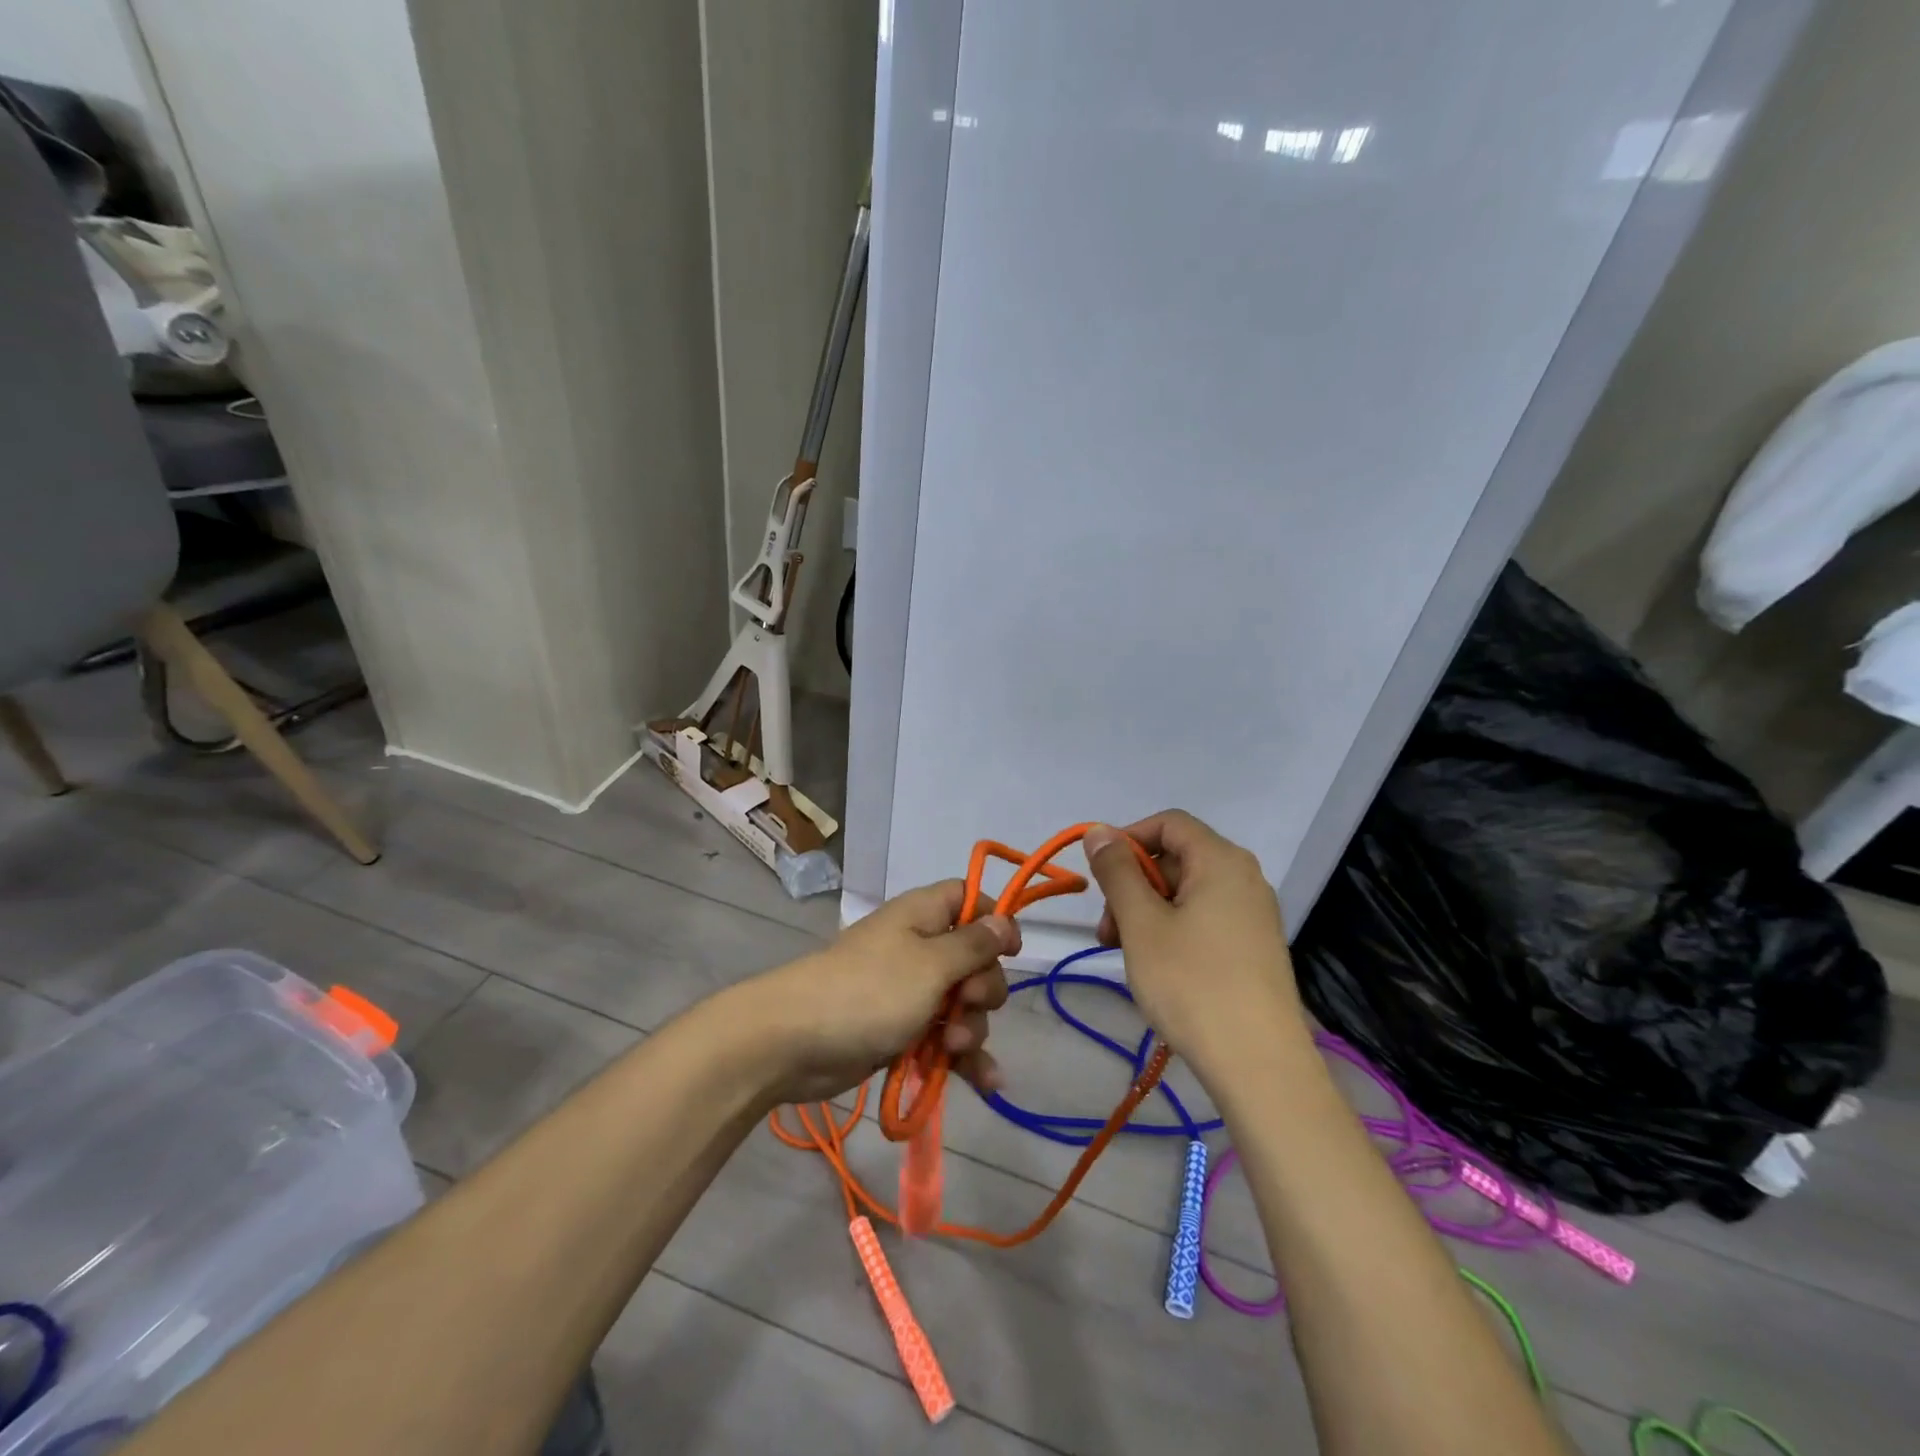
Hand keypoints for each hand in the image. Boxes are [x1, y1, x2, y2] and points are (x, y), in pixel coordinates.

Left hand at [747, 881, 1017, 1104]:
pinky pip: (943, 1039)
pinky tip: (987, 1084)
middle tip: (966, 1005)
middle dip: (983, 988)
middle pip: (973, 959)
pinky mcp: (900, 1031)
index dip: (993, 921)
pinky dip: (962, 1059)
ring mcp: (908, 992)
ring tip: (953, 1048)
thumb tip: (1004, 921)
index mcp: (923, 916)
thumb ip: (973, 946)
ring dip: (971, 1029)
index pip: (968, 899)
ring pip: (961, 1005)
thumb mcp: (931, 965)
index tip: (1011, 951)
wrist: (794, 1041)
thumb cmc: (870, 991)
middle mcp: (918, 948)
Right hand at [1084, 811, 1308, 1085]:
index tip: (1100, 877)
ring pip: (1187, 892)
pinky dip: (1173, 930)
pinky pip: (1206, 919)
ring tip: (1127, 954)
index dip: (1128, 840)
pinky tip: (1158, 968)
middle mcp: (1244, 878)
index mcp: (1221, 861)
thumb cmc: (1192, 984)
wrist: (1260, 1065)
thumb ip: (1117, 871)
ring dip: (1148, 912)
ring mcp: (1254, 914)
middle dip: (1133, 885)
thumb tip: (1098, 831)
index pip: (1168, 824)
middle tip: (1108, 931)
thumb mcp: (1142, 924)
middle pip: (1176, 858)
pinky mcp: (1255, 946)